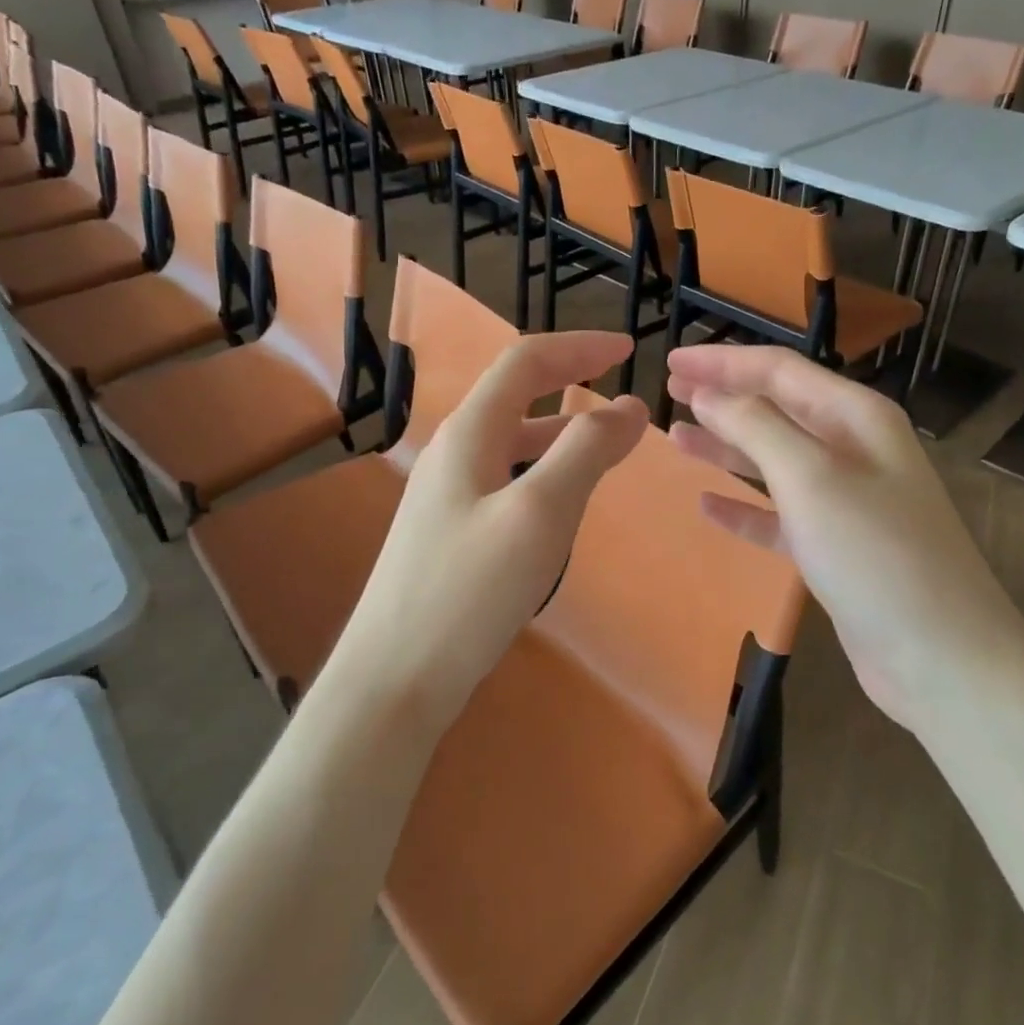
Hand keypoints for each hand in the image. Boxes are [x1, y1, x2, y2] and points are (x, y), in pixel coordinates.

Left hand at [328, 332, 648, 731]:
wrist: (394, 677)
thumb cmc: (469, 590)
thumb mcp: (540, 514)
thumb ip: (586, 452)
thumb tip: (630, 406)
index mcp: (470, 433)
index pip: (525, 362)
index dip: (578, 347)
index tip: (629, 350)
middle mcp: (453, 452)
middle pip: (516, 396)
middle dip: (571, 384)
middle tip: (624, 400)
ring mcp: (446, 494)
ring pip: (512, 442)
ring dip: (560, 431)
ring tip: (606, 447)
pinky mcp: (450, 532)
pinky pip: (506, 480)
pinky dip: (543, 472)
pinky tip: (561, 504)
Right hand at [666, 346, 1023, 731]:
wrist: (942, 658)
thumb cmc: (876, 555)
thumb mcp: (811, 479)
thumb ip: (756, 427)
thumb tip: (709, 393)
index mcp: (855, 417)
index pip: (778, 370)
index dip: (722, 361)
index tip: (670, 360)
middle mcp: (853, 449)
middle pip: (776, 409)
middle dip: (723, 397)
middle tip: (669, 391)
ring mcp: (845, 500)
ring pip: (773, 460)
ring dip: (727, 447)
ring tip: (676, 439)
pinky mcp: (835, 546)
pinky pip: (779, 515)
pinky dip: (744, 507)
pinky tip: (707, 506)